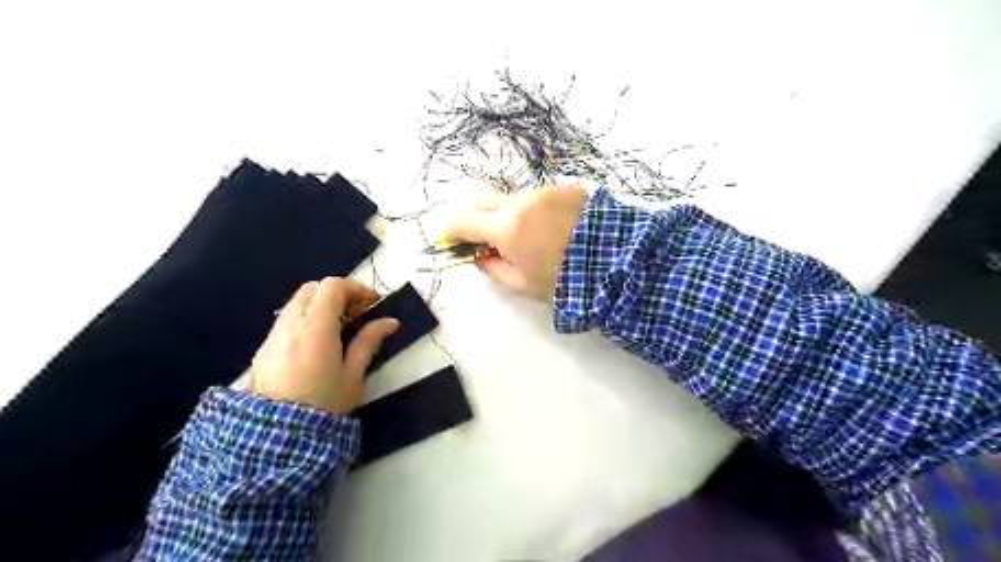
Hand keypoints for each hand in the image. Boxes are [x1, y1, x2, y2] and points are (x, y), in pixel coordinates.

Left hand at [247, 276, 399, 413]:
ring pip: (297, 302)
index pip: (333, 286)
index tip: (372, 305)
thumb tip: (390, 322)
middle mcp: (291, 323)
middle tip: (356, 314)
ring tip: (338, 329)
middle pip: (313, 288)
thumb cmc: (323, 403)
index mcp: (316, 327)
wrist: (276, 434)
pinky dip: (305, 319)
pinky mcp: (264, 347)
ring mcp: (274, 334)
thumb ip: (369, 342)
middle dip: (337, 294)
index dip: (356, 289)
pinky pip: (287, 319)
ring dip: (320, 306)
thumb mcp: (353, 374)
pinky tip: (316, 343)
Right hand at [444, 180, 588, 297]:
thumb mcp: (522, 283)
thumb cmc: (564, 279)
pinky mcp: (563, 188)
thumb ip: (492, 268)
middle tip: (482, 237)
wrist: (615, 260)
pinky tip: (550, 227)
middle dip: (475, 217)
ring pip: (511, 199)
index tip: (449, 238)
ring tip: (527, 236)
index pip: (463, 220)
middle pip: (482, 201)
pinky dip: (532, 210)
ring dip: (507, 214)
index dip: (451, 229)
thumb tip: (479, 256)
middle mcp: (520, 201)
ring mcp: (542, 191)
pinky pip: (536, 197)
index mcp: (506, 228)